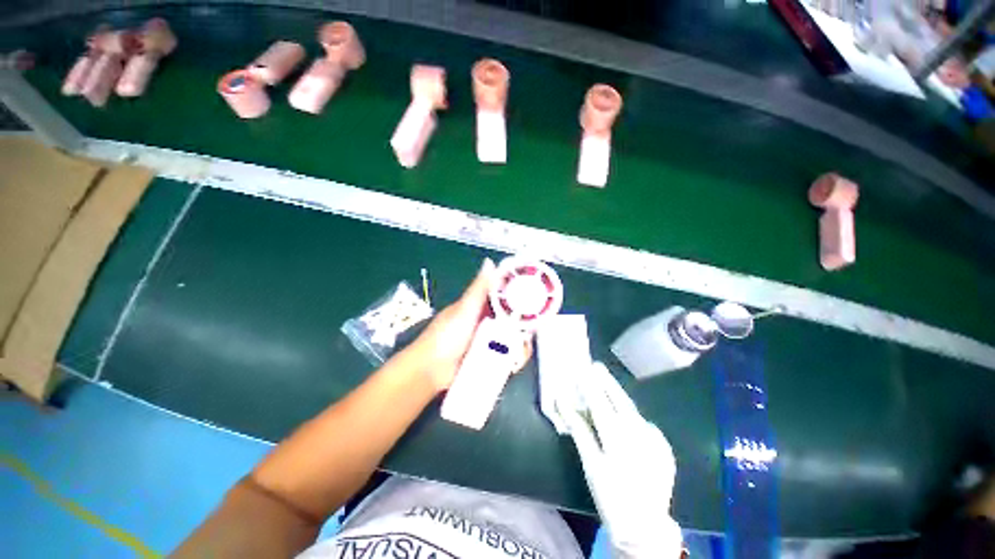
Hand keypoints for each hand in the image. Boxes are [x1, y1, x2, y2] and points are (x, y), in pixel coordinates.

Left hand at [408, 258, 532, 391]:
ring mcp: (489, 341)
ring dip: (519, 345)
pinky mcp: (489, 358)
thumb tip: (490, 262)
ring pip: (512, 339)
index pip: (506, 298)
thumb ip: (479, 288)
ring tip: (518, 353)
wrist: (430, 371)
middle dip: (523, 327)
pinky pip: (507, 356)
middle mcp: (487, 322)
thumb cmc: (446, 336)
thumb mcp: (464, 309)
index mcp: (480, 306)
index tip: (535, 303)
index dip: (521, 298)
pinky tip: (513, 362)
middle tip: (527, 335)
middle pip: (513, 321)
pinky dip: (513, 358)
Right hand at [565, 362, 682, 558]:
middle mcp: (639, 432)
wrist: (646, 527)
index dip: (590, 385)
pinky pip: (644, 423)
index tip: (583, 369)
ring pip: (632, 409)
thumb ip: (580, 430)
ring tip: (607, 383)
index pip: (600, 402)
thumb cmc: (611, 496)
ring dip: (618, 394)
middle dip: (606, 381)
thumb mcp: (591, 464)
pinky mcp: (664, 447)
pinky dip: (631, 414)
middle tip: (596, 366)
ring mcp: (654, 439)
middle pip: (619, 399)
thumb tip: (564, 404)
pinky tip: (625, 413)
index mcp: (617, 436)